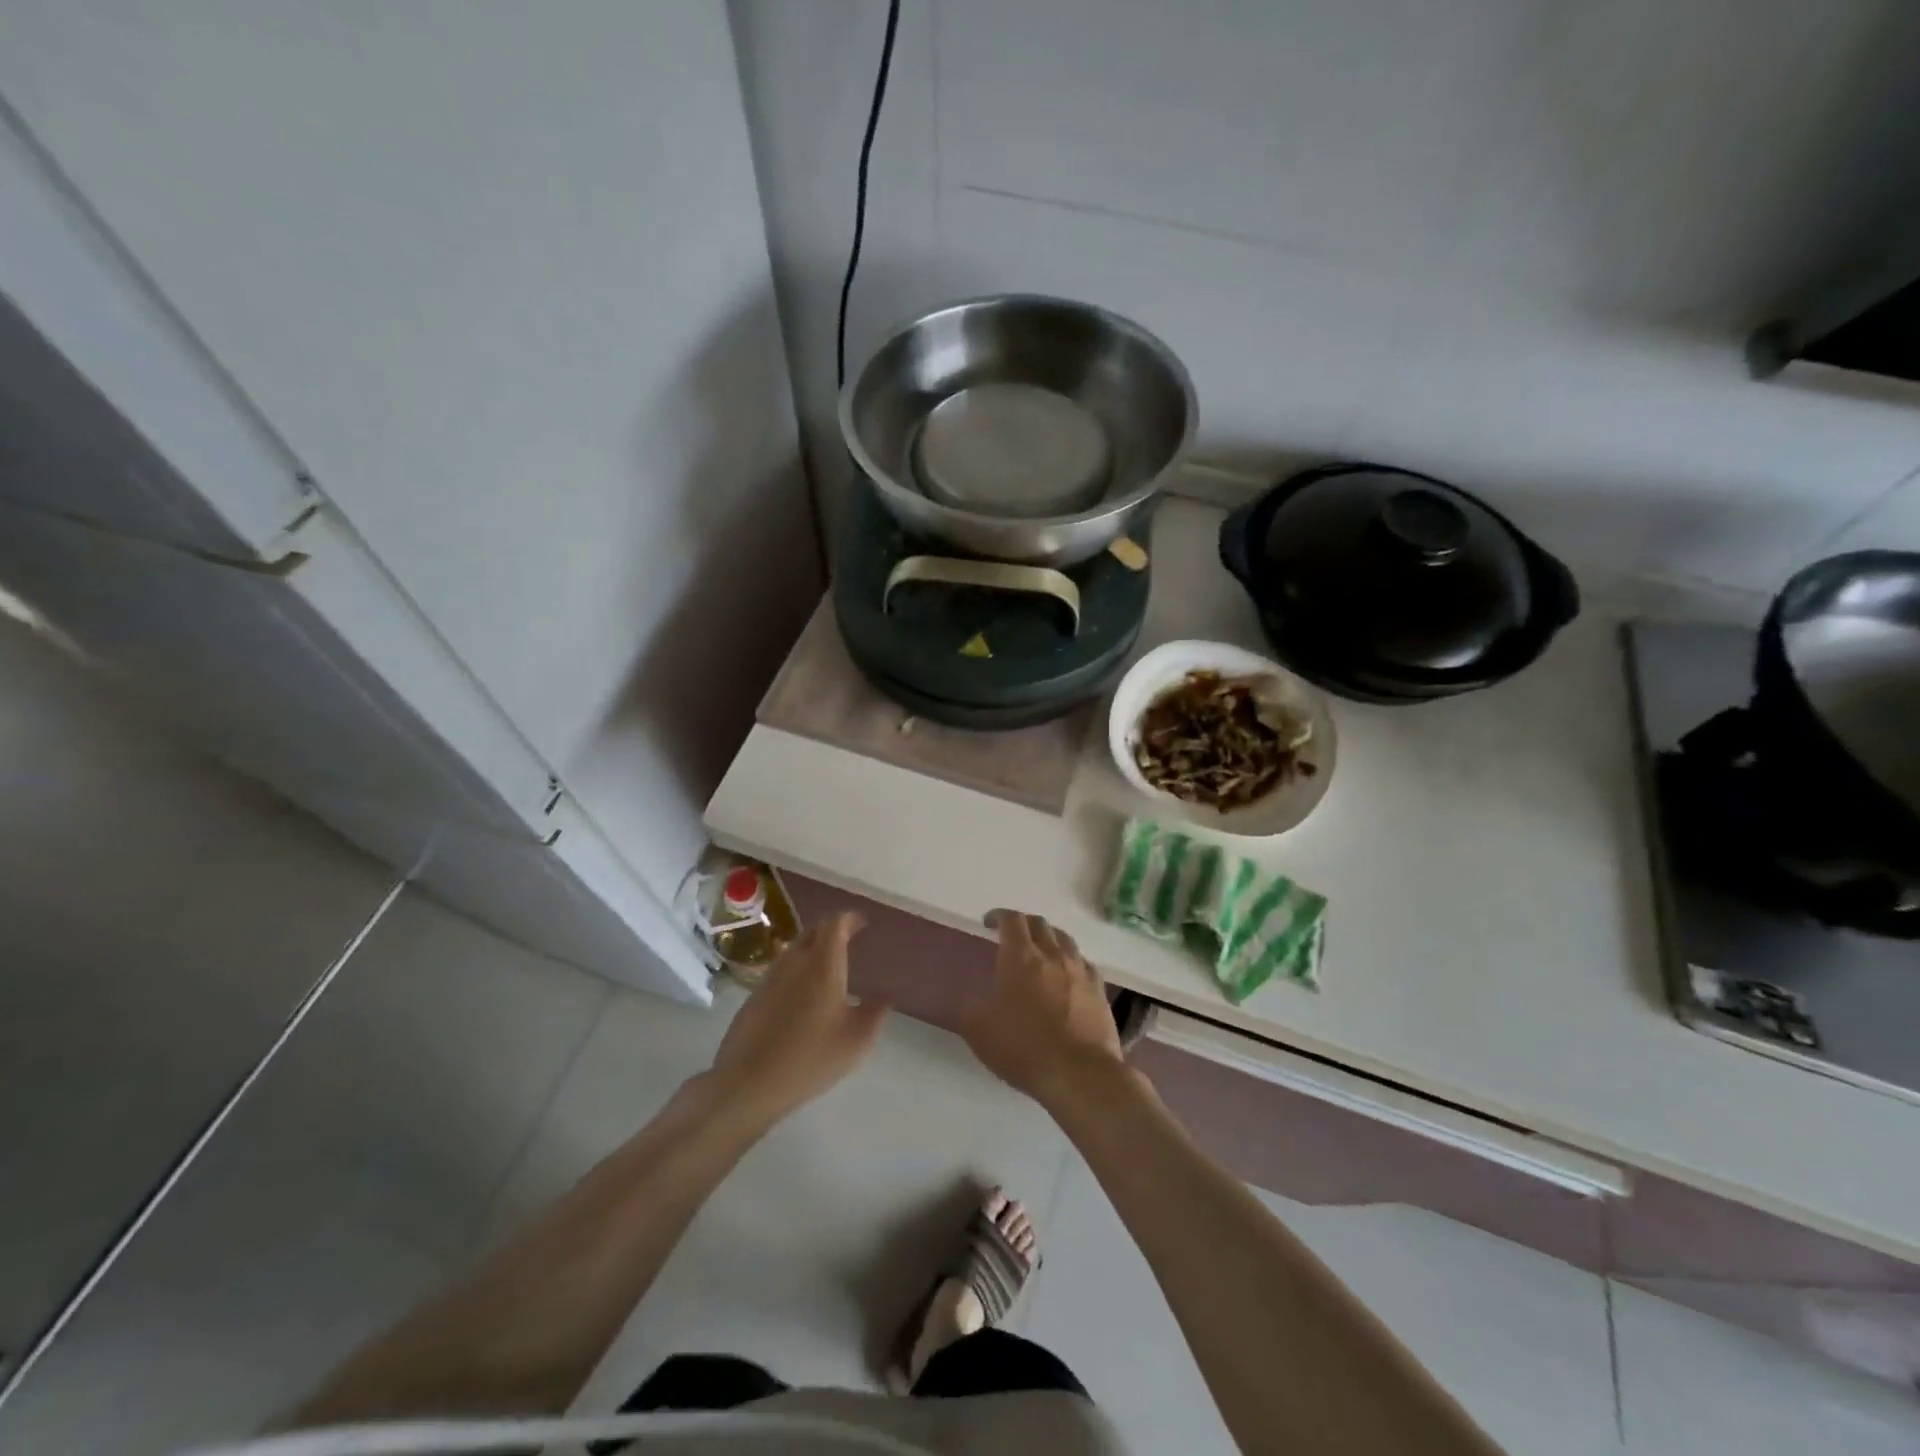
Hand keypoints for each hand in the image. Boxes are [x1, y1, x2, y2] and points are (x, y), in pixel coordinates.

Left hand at [705, 912, 886, 1122]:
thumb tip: (885, 995)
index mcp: (823, 964)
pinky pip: (782, 969)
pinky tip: (804, 995)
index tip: (862, 925)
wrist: (749, 1082)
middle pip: (813, 931)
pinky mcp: (755, 996)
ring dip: (813, 949)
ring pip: (795, 949)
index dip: (850, 918)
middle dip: (832, 930)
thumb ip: (875, 1013)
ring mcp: (771, 977)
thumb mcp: (857, 1040)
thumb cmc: (810, 1058)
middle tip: (849, 941)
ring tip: (828, 968)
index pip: (835, 923)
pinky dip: (797, 969)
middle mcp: (795, 961)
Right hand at [960, 910, 1128, 1111]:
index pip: (1011, 920)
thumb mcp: (980, 1032)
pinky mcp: (1100, 991)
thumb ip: (970, 1008)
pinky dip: (1072, 962)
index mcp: (1020, 958)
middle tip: (1013, 935)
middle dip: (1024, 924)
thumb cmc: (1024, 1048)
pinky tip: (1069, 976)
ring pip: (1065, 940)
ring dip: (1050, 938)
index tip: (989, 922)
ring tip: (1042, 950)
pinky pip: (1084, 964)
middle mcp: (1052, 955)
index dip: (999, 916)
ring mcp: (1080, 971)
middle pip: (1040, 924)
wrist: (1080, 1074)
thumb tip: (970, 999)